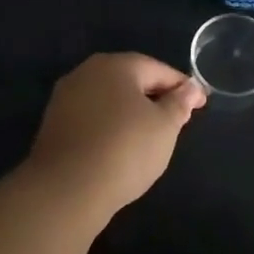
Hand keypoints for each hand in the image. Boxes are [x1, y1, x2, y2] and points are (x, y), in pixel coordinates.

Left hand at [21, 52, 204, 217]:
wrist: (66, 188)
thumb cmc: (124, 149)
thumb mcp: (164, 127)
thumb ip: (179, 103)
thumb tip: (189, 87)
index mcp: (116, 65)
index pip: (157, 69)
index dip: (182, 86)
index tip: (200, 103)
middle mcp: (87, 72)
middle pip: (130, 79)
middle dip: (155, 96)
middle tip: (177, 118)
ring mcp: (66, 97)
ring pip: (109, 99)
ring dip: (131, 111)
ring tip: (150, 135)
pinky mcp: (54, 123)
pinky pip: (92, 117)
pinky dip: (110, 125)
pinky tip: (119, 145)